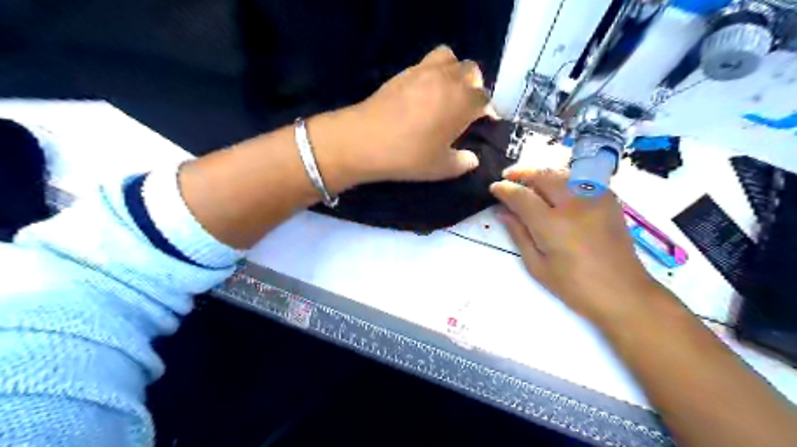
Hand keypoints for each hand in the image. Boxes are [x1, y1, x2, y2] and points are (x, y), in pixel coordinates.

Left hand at [314, 43, 492, 186]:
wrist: (364, 141)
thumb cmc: (408, 156)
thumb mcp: (440, 168)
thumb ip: (462, 162)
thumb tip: (472, 159)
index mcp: (463, 102)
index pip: (485, 99)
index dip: (487, 111)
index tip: (482, 123)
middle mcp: (448, 80)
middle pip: (472, 71)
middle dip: (474, 86)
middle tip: (465, 107)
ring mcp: (424, 71)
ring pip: (449, 58)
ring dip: (454, 71)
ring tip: (447, 92)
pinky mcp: (404, 72)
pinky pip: (426, 62)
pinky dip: (433, 72)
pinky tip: (423, 93)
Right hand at [493, 168, 666, 328]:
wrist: (623, 292)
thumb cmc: (574, 286)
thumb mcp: (537, 266)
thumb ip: (518, 234)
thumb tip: (502, 212)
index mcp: (553, 225)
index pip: (522, 196)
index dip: (504, 189)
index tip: (494, 188)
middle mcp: (574, 204)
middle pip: (543, 175)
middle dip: (521, 172)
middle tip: (508, 177)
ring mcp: (594, 199)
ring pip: (562, 173)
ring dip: (541, 173)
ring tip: (529, 180)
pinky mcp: (608, 200)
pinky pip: (581, 179)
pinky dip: (563, 178)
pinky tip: (555, 188)